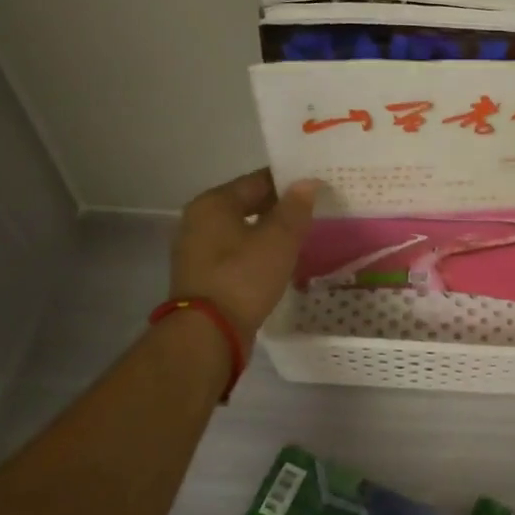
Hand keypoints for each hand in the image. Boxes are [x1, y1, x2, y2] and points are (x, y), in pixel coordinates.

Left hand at [171, 169, 319, 339]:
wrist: (208, 335)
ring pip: (242, 231)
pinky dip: (257, 253)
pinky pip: (236, 254)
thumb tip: (308, 182)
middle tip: (314, 212)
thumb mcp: (278, 240)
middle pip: (247, 205)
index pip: (257, 180)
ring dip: (269, 232)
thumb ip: (295, 208)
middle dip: (279, 208)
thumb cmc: (243, 277)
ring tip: (301, 237)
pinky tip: (279, 262)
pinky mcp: (203, 277)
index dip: (289, 182)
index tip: (316, 188)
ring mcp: (197, 251)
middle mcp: (199, 221)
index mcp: (213, 203)